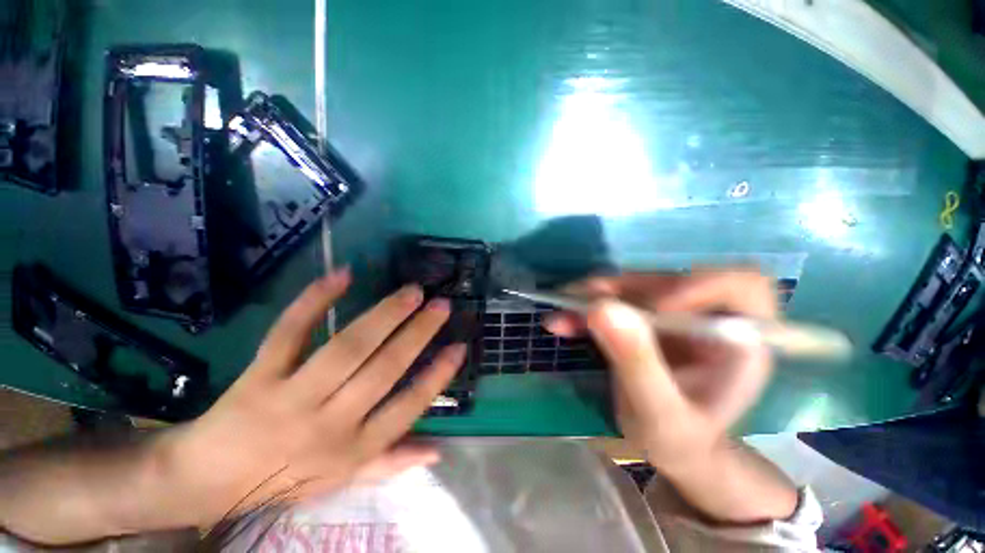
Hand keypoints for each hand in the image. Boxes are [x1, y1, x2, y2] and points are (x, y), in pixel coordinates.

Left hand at [158, 269, 464, 526]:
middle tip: (441, 305)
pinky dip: (315, 301)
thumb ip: (392, 462)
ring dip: (384, 315)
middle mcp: (327, 423)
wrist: (208, 479)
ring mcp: (291, 396)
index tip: (459, 347)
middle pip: (382, 370)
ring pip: (347, 348)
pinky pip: (290, 332)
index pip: (406, 409)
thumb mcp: (343, 480)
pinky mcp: (259, 374)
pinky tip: (343, 275)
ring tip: (412, 291)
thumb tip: (439, 449)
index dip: (436, 377)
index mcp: (352, 449)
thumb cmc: (284, 479)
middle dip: (418, 334)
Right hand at [545, 270, 775, 471]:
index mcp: (740, 340)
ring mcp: (674, 314)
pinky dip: (586, 309)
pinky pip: (613, 302)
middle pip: (667, 281)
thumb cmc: (680, 441)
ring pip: (632, 288)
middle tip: (577, 303)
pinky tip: (562, 321)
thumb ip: (638, 363)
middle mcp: (708, 316)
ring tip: (561, 314)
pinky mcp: (646, 317)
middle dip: (619, 292)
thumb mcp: (660, 415)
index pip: (737, 284)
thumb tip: (601, 308)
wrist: (670, 446)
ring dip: (593, 299)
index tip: (653, 309)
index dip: (695, 285)